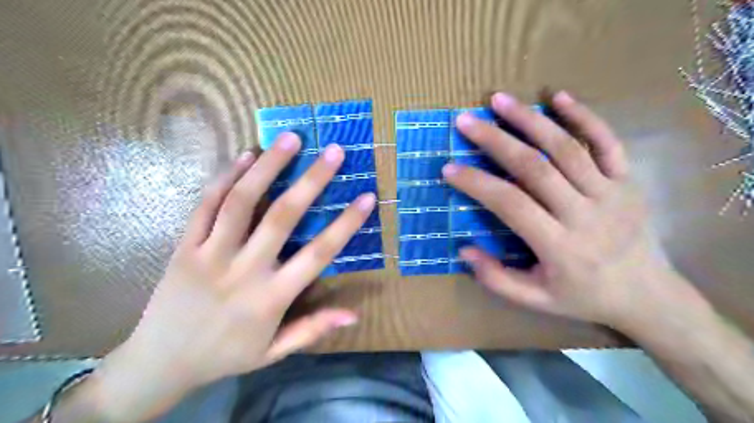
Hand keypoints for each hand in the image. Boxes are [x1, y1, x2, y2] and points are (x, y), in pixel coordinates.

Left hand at [87, 134, 375, 419]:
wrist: (159, 363)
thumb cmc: (226, 355)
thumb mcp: (274, 351)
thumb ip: (313, 329)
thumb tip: (354, 315)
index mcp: (271, 297)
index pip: (319, 253)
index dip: (346, 224)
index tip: (367, 196)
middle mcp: (244, 270)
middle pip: (282, 216)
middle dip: (312, 180)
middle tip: (334, 151)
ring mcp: (210, 254)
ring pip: (241, 201)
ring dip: (268, 166)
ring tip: (289, 138)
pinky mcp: (183, 246)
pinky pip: (206, 205)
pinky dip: (226, 177)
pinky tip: (245, 156)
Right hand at [442, 93, 687, 328]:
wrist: (648, 296)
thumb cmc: (584, 297)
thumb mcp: (536, 302)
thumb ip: (497, 279)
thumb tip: (464, 250)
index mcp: (559, 246)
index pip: (510, 204)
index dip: (477, 184)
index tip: (449, 168)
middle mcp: (584, 214)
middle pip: (535, 167)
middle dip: (496, 140)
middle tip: (467, 121)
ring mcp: (611, 193)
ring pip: (567, 147)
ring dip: (530, 120)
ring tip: (500, 100)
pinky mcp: (628, 181)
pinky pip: (608, 142)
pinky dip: (584, 116)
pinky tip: (558, 97)